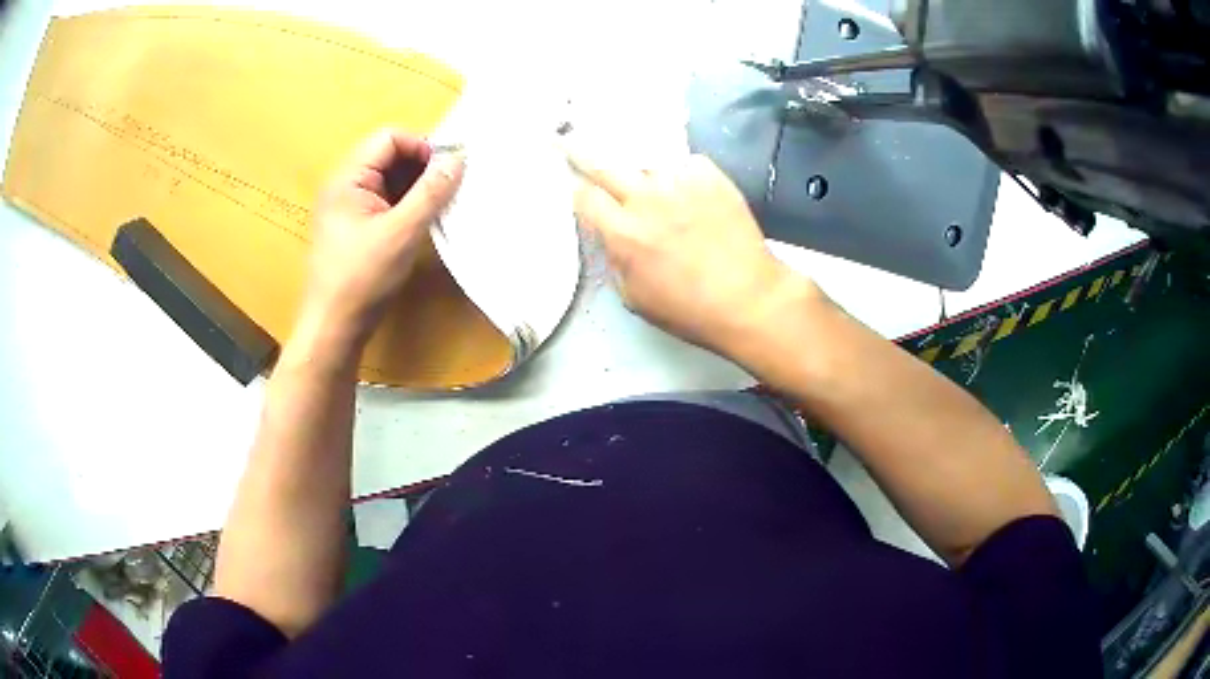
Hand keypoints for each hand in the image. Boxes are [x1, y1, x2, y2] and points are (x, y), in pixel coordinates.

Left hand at [299, 129, 463, 348]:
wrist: (334, 328)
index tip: (448, 169)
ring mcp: (349, 207)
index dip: (421, 147)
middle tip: (449, 187)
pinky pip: (386, 202)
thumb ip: (431, 192)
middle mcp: (345, 186)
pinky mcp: (356, 227)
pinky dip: (408, 204)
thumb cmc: (361, 279)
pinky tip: (425, 220)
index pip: (389, 139)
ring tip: (441, 204)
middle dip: (422, 167)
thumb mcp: (401, 232)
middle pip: (389, 156)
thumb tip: (458, 158)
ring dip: (417, 187)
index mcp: (347, 178)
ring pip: (390, 180)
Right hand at [570, 152, 819, 358]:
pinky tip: (686, 188)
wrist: (749, 299)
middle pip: (603, 164)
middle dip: (584, 153)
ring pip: (646, 160)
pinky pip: (684, 162)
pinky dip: (680, 172)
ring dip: (640, 169)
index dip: (575, 190)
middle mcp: (647, 199)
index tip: (573, 185)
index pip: (584, 196)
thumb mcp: (634, 297)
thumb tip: (609, 235)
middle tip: (572, 141)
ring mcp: (681, 182)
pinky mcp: (711, 176)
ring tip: (647, 178)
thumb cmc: (690, 310)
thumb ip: (614, 259)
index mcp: (623, 233)